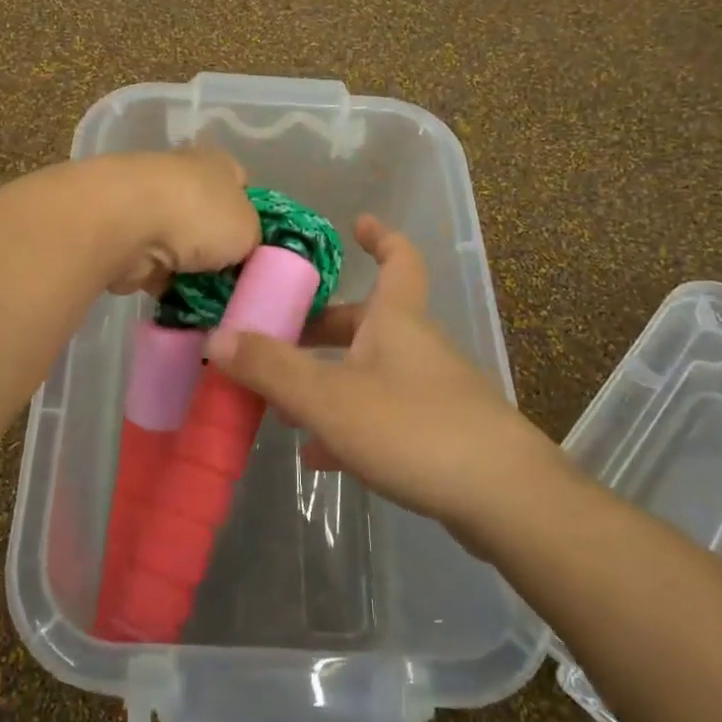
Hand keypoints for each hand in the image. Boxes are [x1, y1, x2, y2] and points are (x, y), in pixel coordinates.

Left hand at [96, 149, 262, 296]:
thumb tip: (241, 252)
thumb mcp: (251, 230)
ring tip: (212, 300)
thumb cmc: (199, 215)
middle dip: (218, 249)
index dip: (253, 215)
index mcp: (217, 163)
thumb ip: (252, 240)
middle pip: (209, 218)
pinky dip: (164, 284)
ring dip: (190, 270)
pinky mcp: (124, 237)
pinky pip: (155, 267)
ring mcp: (149, 206)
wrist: (124, 224)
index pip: (242, 184)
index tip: (259, 248)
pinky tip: (181, 303)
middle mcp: (182, 177)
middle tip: (237, 281)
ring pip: (181, 245)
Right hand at [204, 215, 556, 538]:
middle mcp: (415, 347)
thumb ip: (270, 368)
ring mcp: (431, 392)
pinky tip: (319, 455)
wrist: (505, 499)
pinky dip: (347, 425)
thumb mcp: (328, 397)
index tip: (359, 222)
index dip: (380, 237)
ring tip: (282, 403)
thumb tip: (216, 337)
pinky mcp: (438, 435)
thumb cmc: (413, 427)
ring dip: (327, 380)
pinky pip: (381, 416)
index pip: (398, 260)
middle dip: (323, 326)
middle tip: (278, 335)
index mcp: (396, 320)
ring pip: (369, 373)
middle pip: (366, 322)